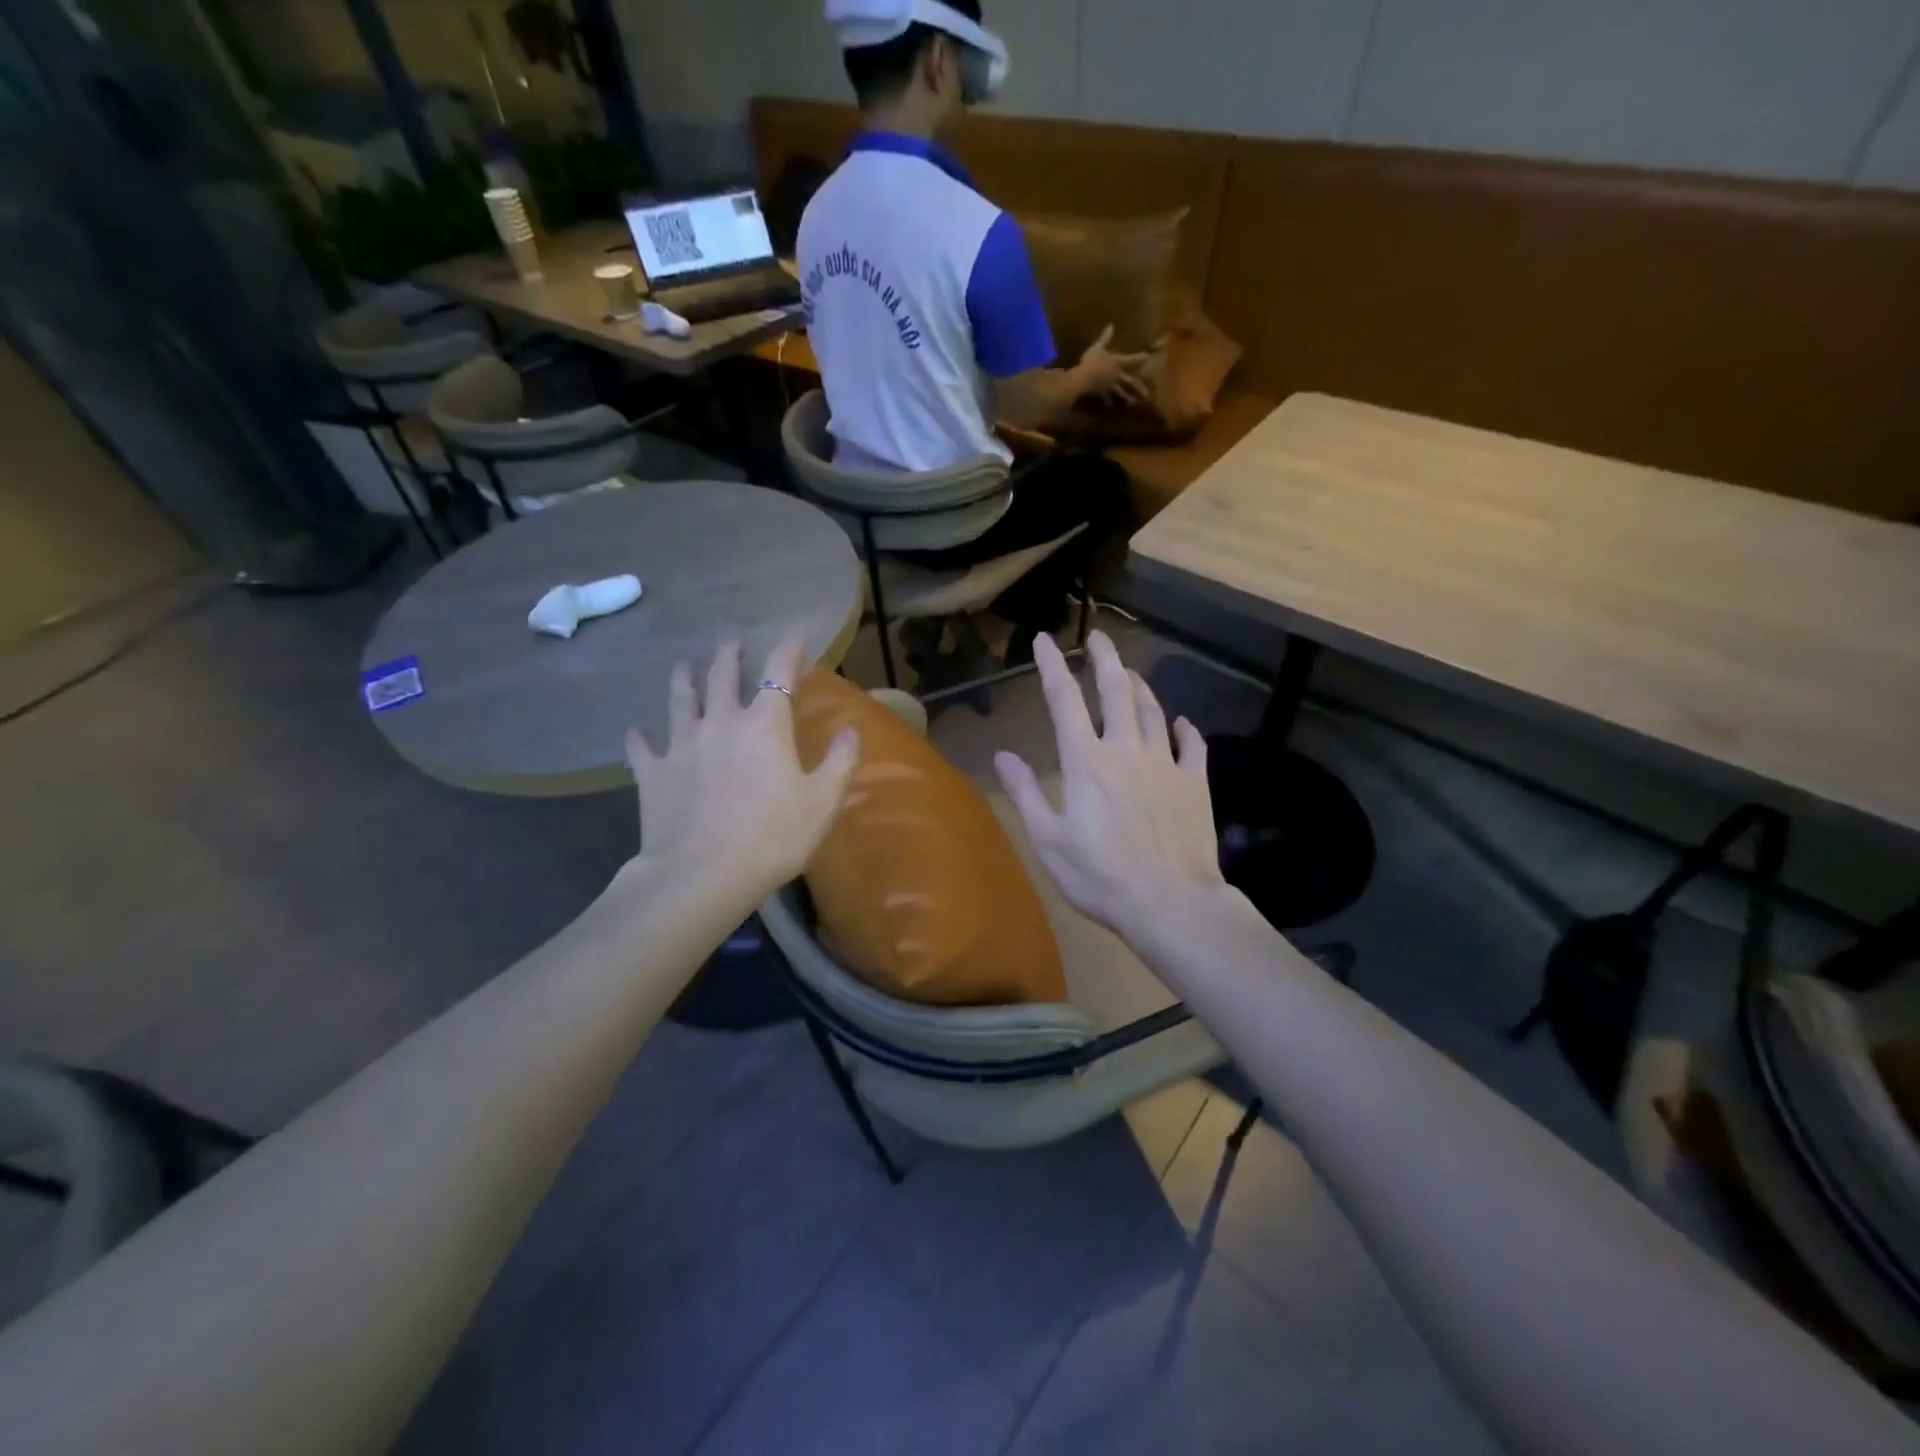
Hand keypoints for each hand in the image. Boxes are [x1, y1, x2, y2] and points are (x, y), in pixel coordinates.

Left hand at [625, 636, 858, 900]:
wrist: (703, 874)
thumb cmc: (774, 836)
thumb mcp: (823, 802)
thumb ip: (840, 761)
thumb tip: (851, 730)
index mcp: (765, 725)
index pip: (779, 672)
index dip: (788, 648)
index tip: (796, 632)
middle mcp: (721, 723)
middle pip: (722, 677)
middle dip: (729, 655)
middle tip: (730, 640)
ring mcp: (681, 745)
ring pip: (680, 700)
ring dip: (684, 679)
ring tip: (684, 665)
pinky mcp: (653, 773)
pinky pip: (642, 746)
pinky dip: (640, 736)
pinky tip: (637, 731)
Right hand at [994, 631, 1224, 948]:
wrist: (1170, 903)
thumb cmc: (1100, 876)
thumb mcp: (1049, 840)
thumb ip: (1026, 793)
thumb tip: (1004, 755)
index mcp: (1086, 761)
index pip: (1064, 700)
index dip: (1053, 665)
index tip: (1045, 640)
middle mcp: (1126, 749)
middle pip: (1116, 689)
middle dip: (1105, 658)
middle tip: (1098, 637)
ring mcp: (1165, 763)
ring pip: (1153, 710)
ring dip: (1139, 686)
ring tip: (1129, 672)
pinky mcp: (1195, 782)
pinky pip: (1193, 745)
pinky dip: (1184, 729)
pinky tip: (1180, 723)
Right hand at [1073, 324, 1153, 407]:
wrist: (1084, 378)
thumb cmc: (1091, 361)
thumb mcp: (1097, 347)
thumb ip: (1105, 338)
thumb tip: (1110, 325)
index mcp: (1117, 362)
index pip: (1131, 360)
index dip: (1139, 358)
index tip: (1147, 358)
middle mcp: (1117, 375)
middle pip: (1130, 381)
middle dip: (1139, 387)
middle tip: (1147, 394)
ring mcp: (1110, 385)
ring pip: (1121, 392)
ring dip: (1127, 398)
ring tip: (1133, 403)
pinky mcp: (1102, 393)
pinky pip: (1107, 398)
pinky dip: (1109, 403)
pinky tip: (1111, 407)